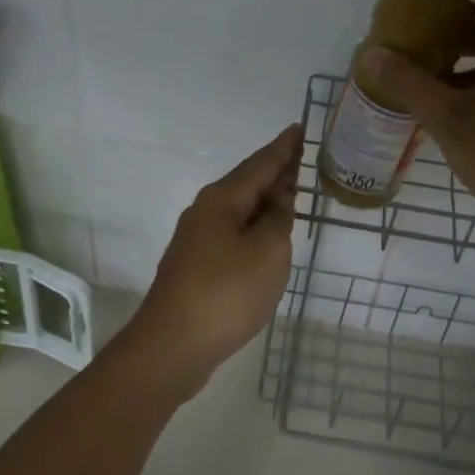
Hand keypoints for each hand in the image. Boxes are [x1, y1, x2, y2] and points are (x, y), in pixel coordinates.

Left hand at [123, 123, 302, 397]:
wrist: (172, 346)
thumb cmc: (226, 293)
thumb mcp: (268, 251)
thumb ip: (279, 219)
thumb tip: (279, 198)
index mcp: (223, 200)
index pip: (261, 163)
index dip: (284, 147)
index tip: (300, 127)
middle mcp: (206, 211)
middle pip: (247, 182)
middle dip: (275, 170)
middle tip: (302, 157)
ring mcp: (197, 239)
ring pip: (239, 209)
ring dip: (265, 199)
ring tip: (291, 192)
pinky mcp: (196, 265)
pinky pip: (232, 232)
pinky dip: (254, 226)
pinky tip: (265, 236)